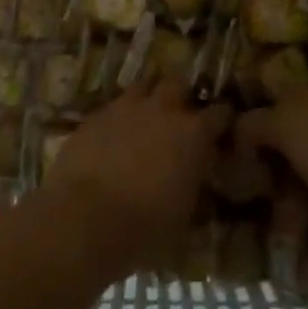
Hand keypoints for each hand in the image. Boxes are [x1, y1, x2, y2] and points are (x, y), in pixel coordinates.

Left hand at [45, 76, 231, 271]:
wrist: (85, 216)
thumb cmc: (146, 226)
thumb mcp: (184, 214)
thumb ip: (193, 185)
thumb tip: (194, 179)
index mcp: (193, 134)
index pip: (220, 113)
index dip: (222, 119)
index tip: (220, 129)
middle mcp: (163, 109)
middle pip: (178, 83)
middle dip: (181, 94)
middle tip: (179, 113)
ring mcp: (126, 106)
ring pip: (144, 84)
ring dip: (149, 96)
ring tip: (147, 115)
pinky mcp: (97, 114)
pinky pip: (115, 104)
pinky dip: (120, 114)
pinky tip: (116, 132)